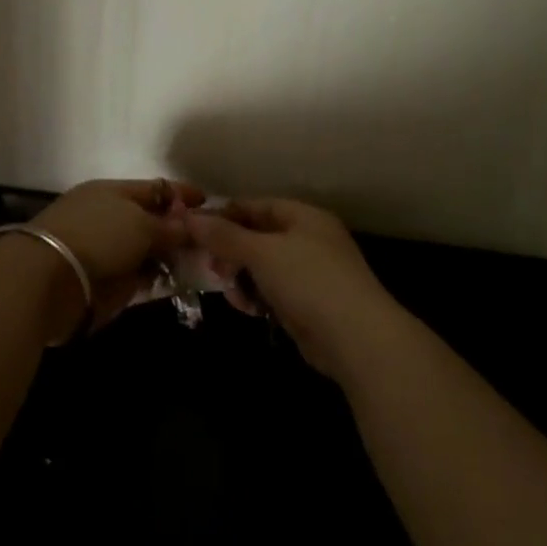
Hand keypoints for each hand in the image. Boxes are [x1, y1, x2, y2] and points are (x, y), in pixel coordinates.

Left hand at [31, 178, 203, 331]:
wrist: (49, 281)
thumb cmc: (97, 237)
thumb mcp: (139, 224)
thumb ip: (168, 226)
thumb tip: (187, 226)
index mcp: (112, 193)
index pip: (153, 189)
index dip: (181, 195)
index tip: (208, 203)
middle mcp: (109, 219)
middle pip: (151, 222)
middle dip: (180, 230)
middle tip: (212, 241)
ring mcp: (106, 252)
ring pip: (147, 251)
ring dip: (172, 257)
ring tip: (205, 265)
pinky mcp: (105, 283)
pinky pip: (140, 278)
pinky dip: (158, 279)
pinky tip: (181, 283)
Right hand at [188, 199, 402, 379]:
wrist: (357, 339)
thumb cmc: (309, 281)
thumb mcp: (262, 253)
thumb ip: (225, 236)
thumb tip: (189, 218)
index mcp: (305, 217)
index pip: (258, 206)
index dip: (226, 215)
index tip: (196, 230)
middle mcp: (309, 240)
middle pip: (259, 237)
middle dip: (232, 252)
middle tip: (210, 267)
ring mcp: (311, 274)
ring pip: (263, 268)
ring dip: (242, 278)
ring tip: (231, 293)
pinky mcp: (309, 305)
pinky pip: (274, 292)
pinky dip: (258, 297)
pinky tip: (248, 310)